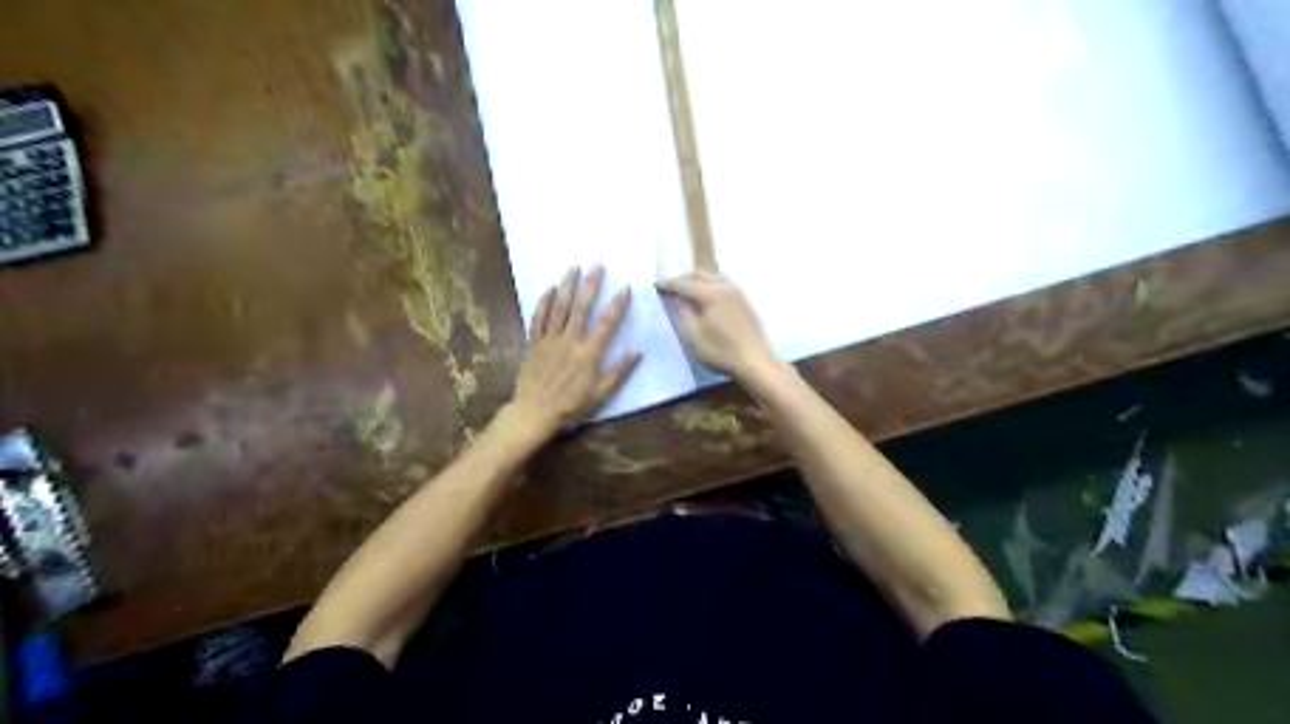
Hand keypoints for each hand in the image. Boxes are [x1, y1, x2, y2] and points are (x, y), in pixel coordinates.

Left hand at [506, 264, 641, 439]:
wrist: (534, 412)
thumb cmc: (571, 406)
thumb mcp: (601, 395)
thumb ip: (620, 372)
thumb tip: (637, 353)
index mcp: (589, 354)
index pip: (607, 323)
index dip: (618, 305)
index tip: (625, 288)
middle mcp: (570, 341)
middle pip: (581, 307)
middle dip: (591, 285)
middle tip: (597, 265)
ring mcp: (549, 340)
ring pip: (559, 307)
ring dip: (567, 285)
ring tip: (574, 267)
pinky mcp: (534, 343)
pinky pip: (538, 318)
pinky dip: (544, 302)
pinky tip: (549, 289)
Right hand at [655, 271, 775, 382]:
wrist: (756, 363)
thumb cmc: (722, 352)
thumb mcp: (694, 337)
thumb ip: (684, 314)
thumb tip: (679, 300)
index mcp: (711, 294)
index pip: (684, 283)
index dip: (668, 284)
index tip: (656, 286)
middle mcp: (725, 287)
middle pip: (700, 275)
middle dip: (683, 279)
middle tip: (671, 289)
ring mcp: (738, 293)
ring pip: (713, 278)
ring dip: (698, 282)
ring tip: (687, 293)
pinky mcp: (745, 302)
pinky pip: (723, 285)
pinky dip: (710, 287)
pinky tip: (707, 300)